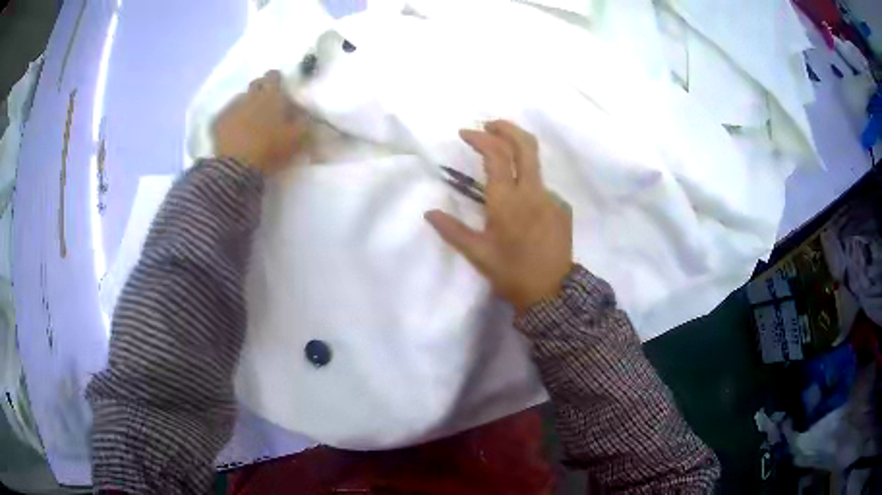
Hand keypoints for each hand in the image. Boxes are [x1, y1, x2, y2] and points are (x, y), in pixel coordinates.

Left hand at [212, 70, 306, 174]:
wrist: (237, 168)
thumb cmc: (270, 149)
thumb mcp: (297, 138)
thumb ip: (304, 121)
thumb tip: (306, 113)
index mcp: (271, 95)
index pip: (274, 76)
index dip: (277, 79)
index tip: (280, 88)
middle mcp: (250, 96)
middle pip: (256, 83)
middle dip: (261, 89)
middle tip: (266, 103)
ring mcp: (232, 108)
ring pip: (240, 99)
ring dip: (246, 105)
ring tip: (249, 121)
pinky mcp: (218, 122)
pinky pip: (226, 115)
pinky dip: (231, 119)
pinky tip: (234, 131)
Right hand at [425, 120, 572, 313]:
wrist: (553, 294)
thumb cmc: (511, 274)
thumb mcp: (478, 254)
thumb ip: (452, 230)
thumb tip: (429, 213)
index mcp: (508, 202)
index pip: (496, 155)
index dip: (481, 138)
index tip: (465, 133)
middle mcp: (533, 192)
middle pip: (525, 145)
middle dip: (506, 128)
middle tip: (488, 125)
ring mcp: (551, 198)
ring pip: (535, 163)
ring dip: (516, 153)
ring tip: (500, 159)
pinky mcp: (562, 207)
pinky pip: (542, 187)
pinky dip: (527, 184)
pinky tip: (520, 203)